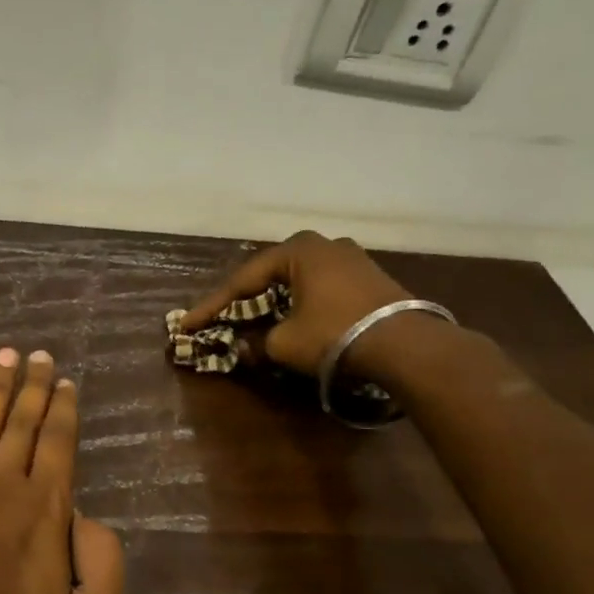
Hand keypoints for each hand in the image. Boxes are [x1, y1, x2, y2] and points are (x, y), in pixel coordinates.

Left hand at [0, 347, 125, 593]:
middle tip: (38, 353)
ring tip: (2, 355)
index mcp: (45, 512)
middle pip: (21, 423)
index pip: (58, 443)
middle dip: (32, 385)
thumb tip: (88, 517)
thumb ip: (105, 564)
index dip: (63, 408)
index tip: (66, 381)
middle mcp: (0, 488)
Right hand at [179, 231, 410, 374]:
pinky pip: (322, 288)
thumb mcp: (284, 344)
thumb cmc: (334, 334)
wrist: (405, 344)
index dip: (212, 306)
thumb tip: (242, 350)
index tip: (188, 324)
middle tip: (221, 317)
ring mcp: (352, 258)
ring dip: (275, 301)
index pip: (243, 280)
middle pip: (271, 275)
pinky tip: (295, 320)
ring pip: (298, 281)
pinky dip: (302, 304)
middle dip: (244, 299)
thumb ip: (256, 344)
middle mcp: (324, 244)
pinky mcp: (370, 277)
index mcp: (297, 250)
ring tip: (255, 320)